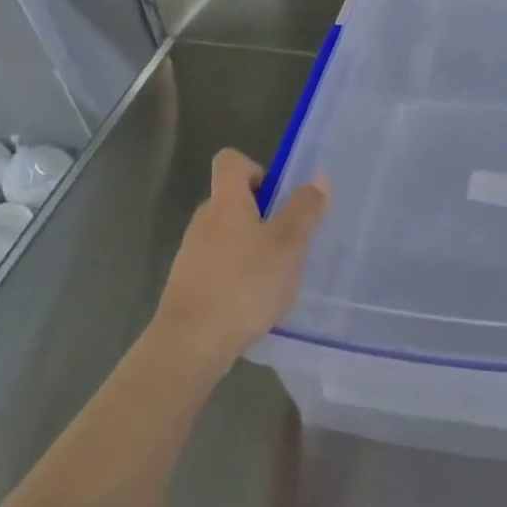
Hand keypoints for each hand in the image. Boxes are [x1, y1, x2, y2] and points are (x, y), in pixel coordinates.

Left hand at [149, 149, 328, 377]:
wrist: (190, 344)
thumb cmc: (245, 285)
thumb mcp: (288, 245)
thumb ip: (305, 210)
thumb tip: (319, 177)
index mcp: (226, 203)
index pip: (230, 162)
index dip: (256, 169)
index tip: (277, 197)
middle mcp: (203, 221)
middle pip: (230, 200)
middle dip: (261, 215)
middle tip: (288, 242)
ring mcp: (190, 255)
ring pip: (225, 236)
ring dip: (250, 248)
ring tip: (275, 278)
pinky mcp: (187, 286)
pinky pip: (217, 267)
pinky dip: (236, 276)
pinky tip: (253, 303)